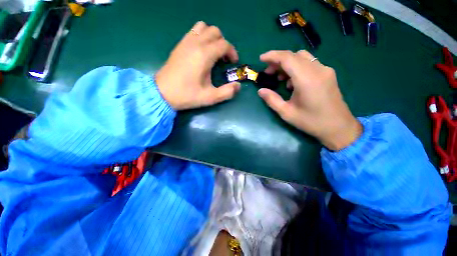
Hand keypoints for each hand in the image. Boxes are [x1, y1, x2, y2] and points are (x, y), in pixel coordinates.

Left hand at [156, 21, 240, 109]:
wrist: (162, 93)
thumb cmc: (187, 95)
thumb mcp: (210, 97)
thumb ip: (227, 92)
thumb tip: (238, 85)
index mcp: (204, 55)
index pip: (224, 44)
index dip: (232, 52)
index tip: (233, 63)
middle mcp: (195, 43)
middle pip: (215, 32)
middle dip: (223, 43)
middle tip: (224, 58)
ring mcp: (185, 42)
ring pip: (203, 27)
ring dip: (212, 37)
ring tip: (213, 52)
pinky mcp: (179, 45)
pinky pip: (193, 31)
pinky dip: (201, 36)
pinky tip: (201, 51)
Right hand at [257, 50, 361, 150]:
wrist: (338, 127)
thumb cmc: (311, 122)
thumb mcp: (287, 113)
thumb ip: (272, 100)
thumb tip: (260, 91)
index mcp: (306, 79)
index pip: (287, 58)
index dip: (272, 56)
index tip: (261, 59)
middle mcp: (318, 70)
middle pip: (294, 55)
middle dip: (278, 61)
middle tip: (268, 72)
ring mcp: (325, 71)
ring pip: (303, 58)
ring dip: (288, 64)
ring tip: (279, 78)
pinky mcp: (328, 74)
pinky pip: (310, 64)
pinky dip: (297, 68)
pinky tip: (292, 82)